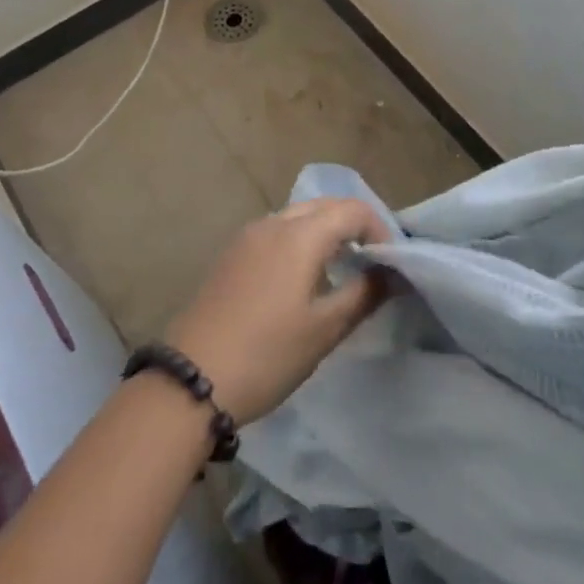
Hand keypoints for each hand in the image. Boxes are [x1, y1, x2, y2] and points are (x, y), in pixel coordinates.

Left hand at [164, 198, 391, 424]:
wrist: (193, 378)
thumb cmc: (267, 354)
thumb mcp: (324, 329)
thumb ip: (363, 294)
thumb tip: (390, 273)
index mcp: (300, 235)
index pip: (352, 210)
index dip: (379, 230)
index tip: (391, 264)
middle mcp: (272, 223)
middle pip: (324, 205)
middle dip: (353, 225)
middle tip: (372, 262)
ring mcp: (247, 236)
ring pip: (298, 216)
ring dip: (325, 231)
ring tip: (342, 270)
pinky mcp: (231, 254)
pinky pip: (276, 231)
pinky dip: (300, 240)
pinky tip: (303, 277)